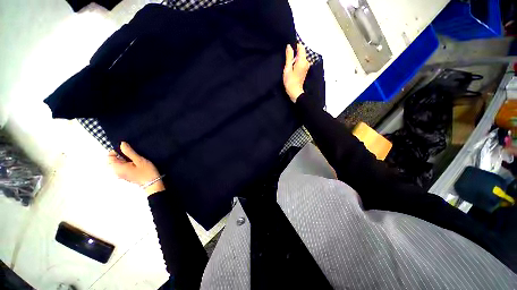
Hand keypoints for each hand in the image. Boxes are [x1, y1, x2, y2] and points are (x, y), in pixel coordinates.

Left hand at [108, 142, 164, 195]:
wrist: (153, 183)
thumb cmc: (146, 172)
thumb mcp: (139, 160)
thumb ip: (129, 152)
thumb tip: (122, 144)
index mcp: (117, 167)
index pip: (109, 156)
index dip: (117, 150)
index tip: (127, 148)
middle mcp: (116, 171)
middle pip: (113, 160)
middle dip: (121, 155)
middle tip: (133, 153)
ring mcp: (121, 174)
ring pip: (118, 163)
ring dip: (125, 159)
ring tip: (136, 158)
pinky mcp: (126, 175)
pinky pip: (122, 167)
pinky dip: (127, 163)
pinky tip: (136, 163)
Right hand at [283, 43, 309, 102]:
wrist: (295, 92)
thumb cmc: (290, 81)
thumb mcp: (287, 68)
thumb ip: (289, 56)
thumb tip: (289, 46)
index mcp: (302, 60)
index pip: (301, 47)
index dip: (295, 46)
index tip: (288, 50)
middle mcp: (306, 62)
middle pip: (301, 52)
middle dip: (294, 53)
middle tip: (287, 59)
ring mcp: (306, 66)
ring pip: (301, 57)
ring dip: (295, 58)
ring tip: (288, 64)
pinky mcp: (305, 70)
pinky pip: (301, 62)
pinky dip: (296, 62)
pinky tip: (291, 68)